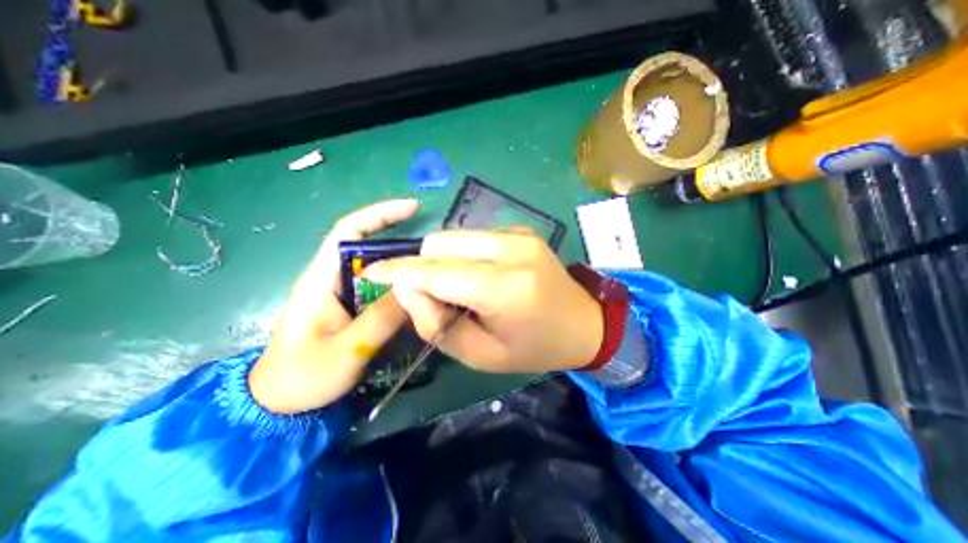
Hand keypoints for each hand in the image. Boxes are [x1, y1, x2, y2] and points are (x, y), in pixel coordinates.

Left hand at [246, 199, 420, 414]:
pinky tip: (416, 295)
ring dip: (403, 267)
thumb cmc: (303, 375)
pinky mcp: (351, 306)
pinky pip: (380, 288)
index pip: (348, 231)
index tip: (413, 208)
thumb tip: (415, 288)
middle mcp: (333, 278)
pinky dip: (399, 286)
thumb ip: (382, 318)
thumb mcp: (347, 349)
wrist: (280, 403)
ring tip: (431, 273)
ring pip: (378, 269)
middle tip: (435, 253)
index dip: (379, 215)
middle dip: (402, 244)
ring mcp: (343, 293)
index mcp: (322, 278)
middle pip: (370, 247)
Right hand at [364, 232, 602, 375]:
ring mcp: (519, 234)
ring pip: (455, 235)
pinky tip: (483, 275)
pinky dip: (465, 254)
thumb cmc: (534, 348)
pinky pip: (474, 235)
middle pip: (440, 243)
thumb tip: (406, 289)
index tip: (373, 273)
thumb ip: (436, 324)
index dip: (399, 271)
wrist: (584, 324)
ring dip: (445, 260)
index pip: (437, 271)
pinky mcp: (521, 230)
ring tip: (464, 288)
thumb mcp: (481, 354)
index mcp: (505, 288)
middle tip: (437, 296)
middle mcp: (511, 249)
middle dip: (425, 267)